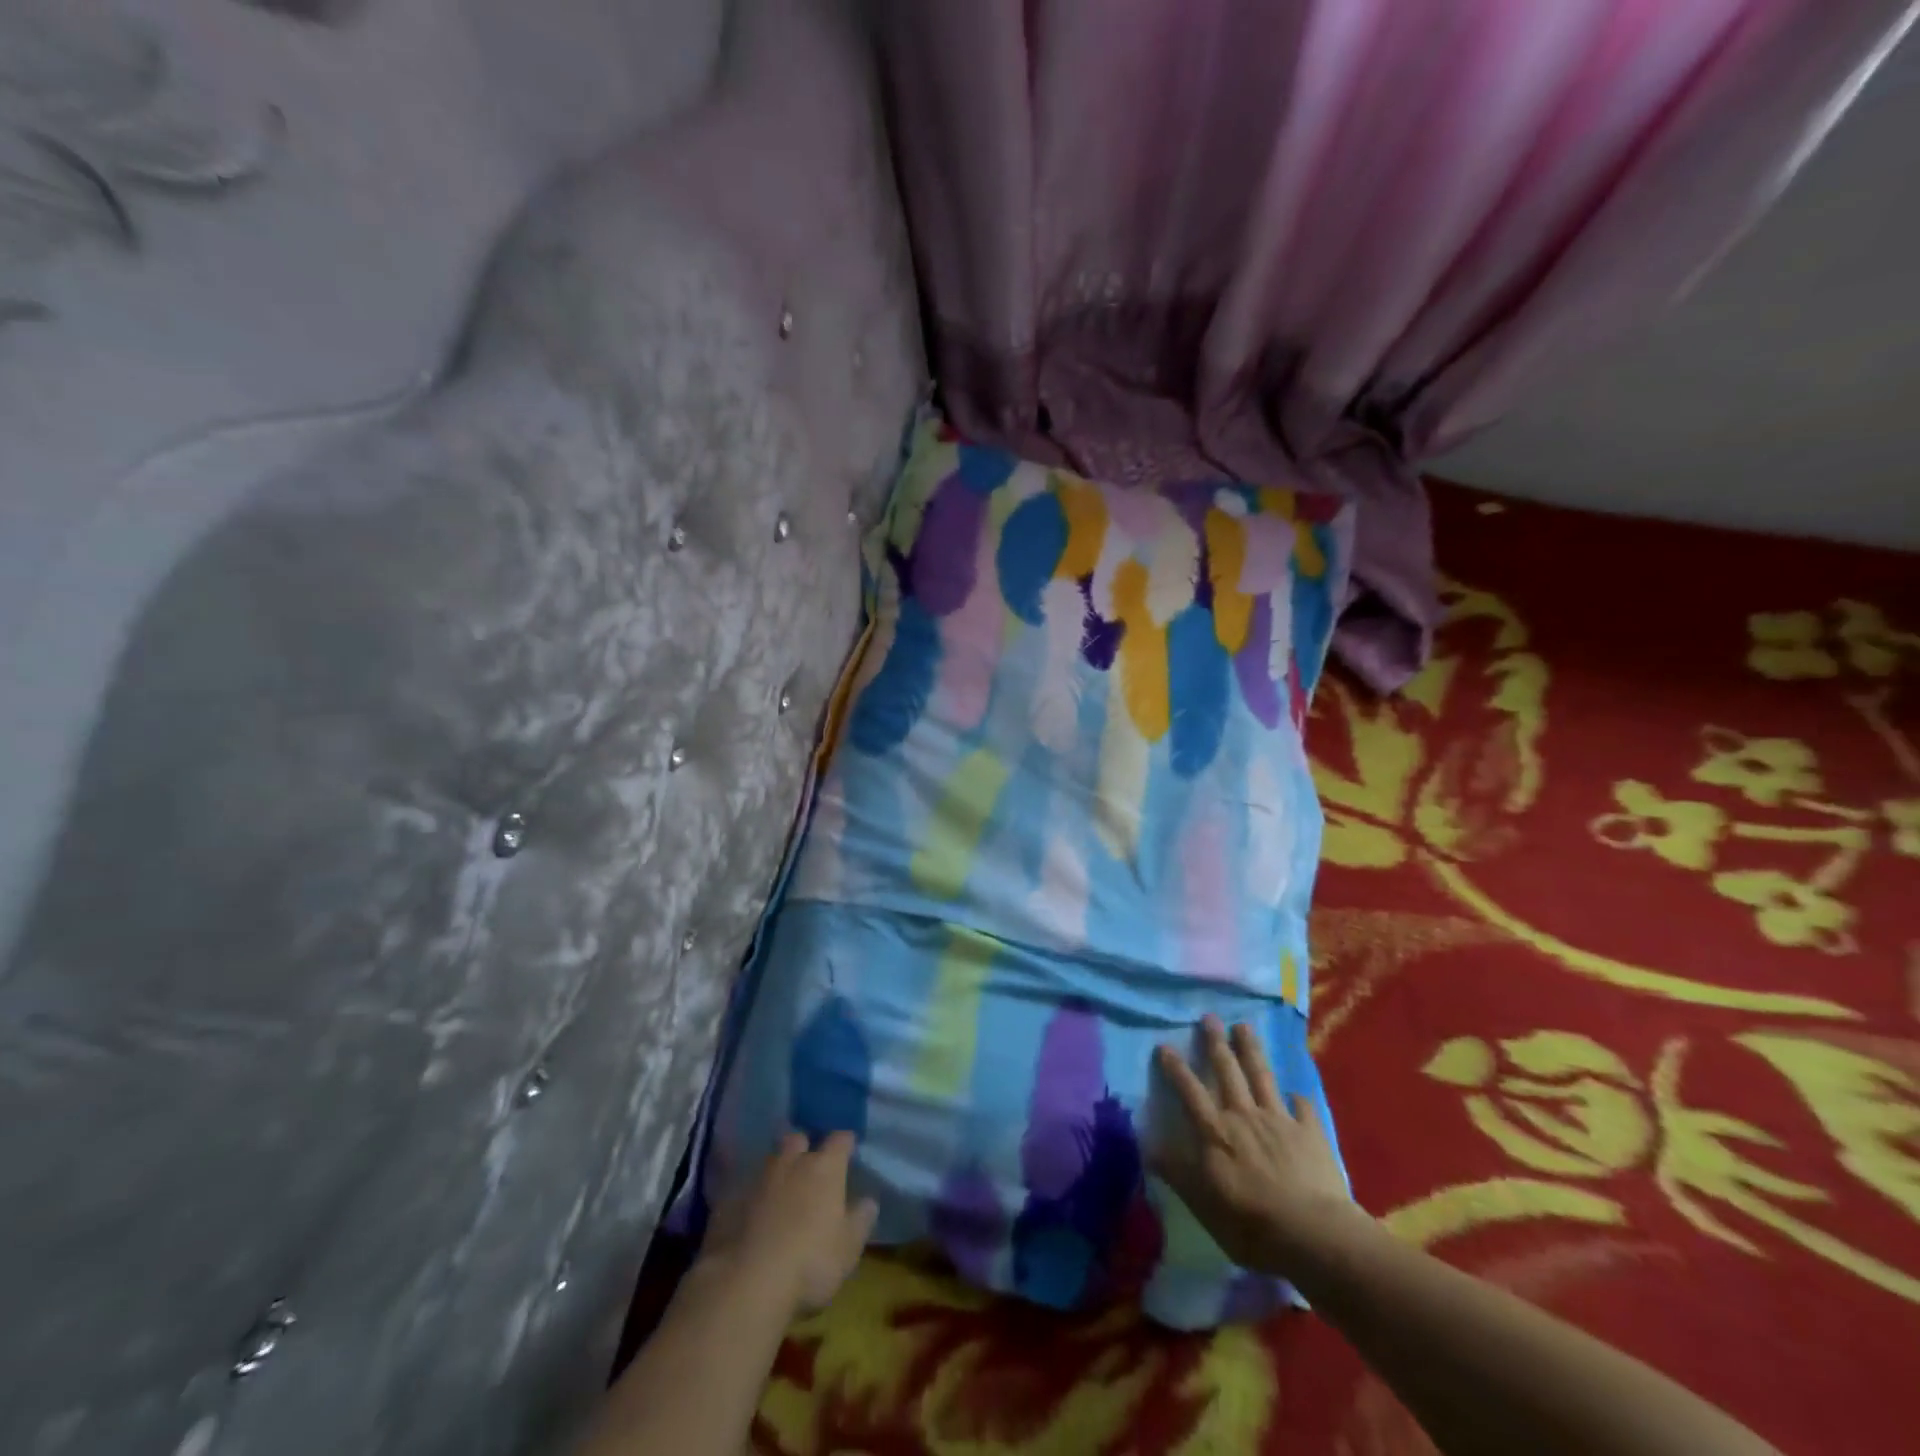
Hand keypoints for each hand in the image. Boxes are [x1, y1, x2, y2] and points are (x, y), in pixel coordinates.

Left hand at [701, 1131, 877, 1316]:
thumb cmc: (810, 1263)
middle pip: (798, 1138)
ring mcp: (757, 1179)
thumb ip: (861, 1219)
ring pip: (770, 1161)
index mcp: (825, 1168)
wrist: (746, 1284)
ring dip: (777, 1171)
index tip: (848, 1149)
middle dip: (804, 1147)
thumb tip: (868, 1200)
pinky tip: (751, 1216)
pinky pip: (744, 1188)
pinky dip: (751, 1197)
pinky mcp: (729, 1200)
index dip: (845, 1142)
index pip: (840, 1139)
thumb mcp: (849, 1248)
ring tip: (780, 1190)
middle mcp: (792, 1162)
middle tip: (809, 1166)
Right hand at [1151, 1016, 1363, 1271]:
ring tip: (1244, 1026)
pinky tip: (1296, 1093)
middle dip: (1215, 1043)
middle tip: (1209, 1017)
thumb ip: (1177, 1171)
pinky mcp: (1310, 1133)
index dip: (1176, 1068)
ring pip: (1262, 1077)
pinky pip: (1302, 1108)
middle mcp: (1244, 1116)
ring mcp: (1279, 1121)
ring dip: (1251, 1050)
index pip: (1190, 1091)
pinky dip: (1297, 1098)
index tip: (1165, 1045)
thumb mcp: (1202, 1204)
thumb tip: (1147, 1145)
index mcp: (1215, 1131)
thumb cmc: (1250, 1224)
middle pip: (1227, 1071)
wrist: (1312, 1234)